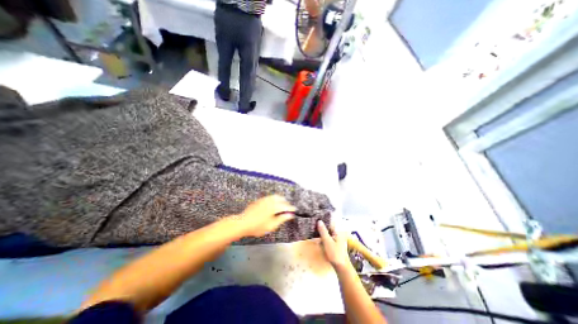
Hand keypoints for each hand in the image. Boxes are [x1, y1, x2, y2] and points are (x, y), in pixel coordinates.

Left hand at [236, 195, 294, 237]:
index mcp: (274, 207)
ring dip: (280, 200)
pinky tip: (273, 204)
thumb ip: (281, 219)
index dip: (291, 208)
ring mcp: (264, 199)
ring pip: (275, 196)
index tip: (295, 210)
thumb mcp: (271, 225)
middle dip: (286, 203)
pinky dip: (274, 199)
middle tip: (288, 209)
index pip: (285, 206)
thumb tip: (290, 215)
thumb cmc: (258, 227)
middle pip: (281, 199)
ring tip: (282, 206)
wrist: (243, 223)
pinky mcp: (260, 200)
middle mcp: (270, 201)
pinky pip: (270, 197)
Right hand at [315, 221, 351, 269]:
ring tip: (313, 232)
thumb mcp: (327, 241)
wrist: (341, 267)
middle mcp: (338, 233)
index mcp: (337, 231)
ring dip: (321, 233)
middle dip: (321, 227)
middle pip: (328, 228)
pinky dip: (323, 238)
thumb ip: (323, 231)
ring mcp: (337, 239)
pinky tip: (318, 240)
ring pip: (327, 233)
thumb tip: (319, 221)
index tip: (315, 218)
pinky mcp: (335, 244)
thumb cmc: (334, 253)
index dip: (323, 220)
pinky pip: (328, 238)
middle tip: (313, 226)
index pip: (329, 222)